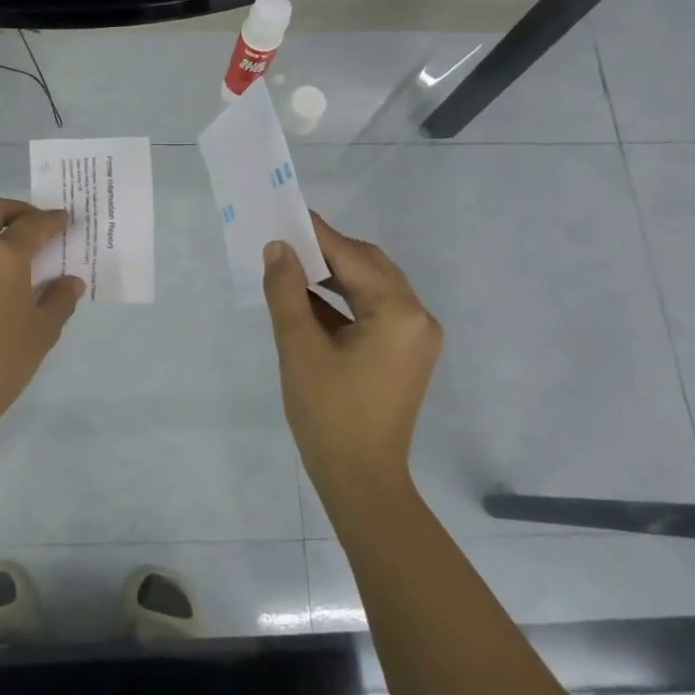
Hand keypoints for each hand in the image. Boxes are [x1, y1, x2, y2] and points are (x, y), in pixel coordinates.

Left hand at [0, 196, 84, 430]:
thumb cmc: (2, 361)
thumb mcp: (42, 332)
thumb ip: (60, 300)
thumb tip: (70, 282)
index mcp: (3, 257)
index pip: (32, 225)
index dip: (52, 220)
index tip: (65, 220)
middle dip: (17, 209)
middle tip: (37, 223)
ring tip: (20, 253)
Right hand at [262, 213, 442, 493]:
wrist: (361, 481)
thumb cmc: (329, 414)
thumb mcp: (299, 348)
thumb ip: (286, 292)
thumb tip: (277, 248)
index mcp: (399, 313)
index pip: (353, 257)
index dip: (317, 235)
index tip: (285, 213)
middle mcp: (417, 317)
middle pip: (368, 267)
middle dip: (326, 252)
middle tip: (284, 241)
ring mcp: (414, 337)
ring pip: (371, 288)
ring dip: (333, 276)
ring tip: (290, 267)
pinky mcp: (404, 354)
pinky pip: (373, 312)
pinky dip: (342, 303)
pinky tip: (307, 300)